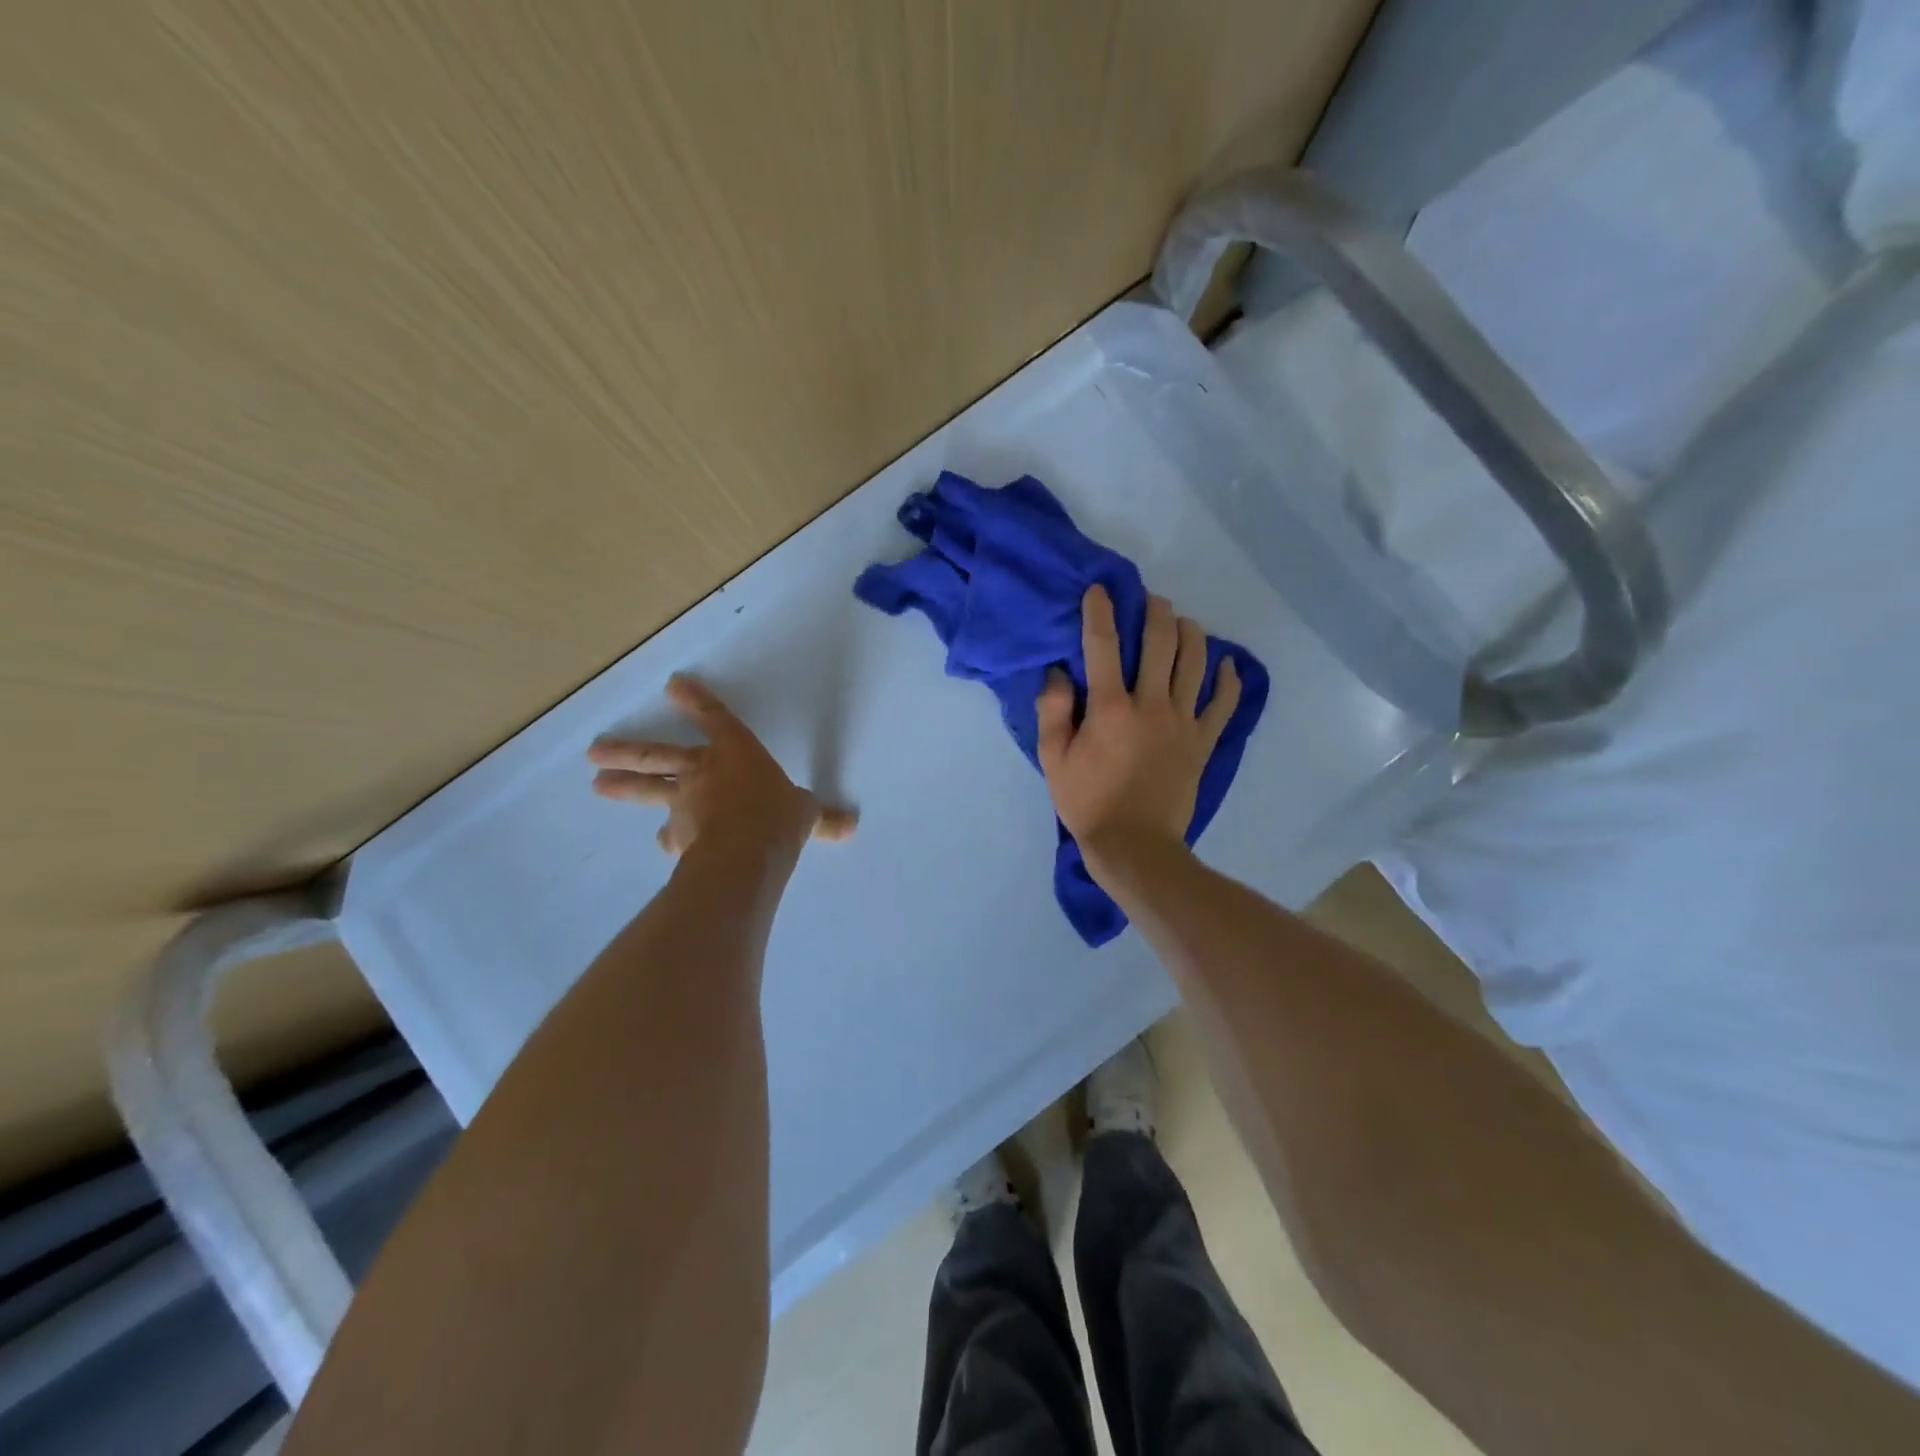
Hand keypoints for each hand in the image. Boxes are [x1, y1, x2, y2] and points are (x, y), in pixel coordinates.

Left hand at [587, 676, 856, 859]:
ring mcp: (686, 804)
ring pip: (650, 791)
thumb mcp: (807, 814)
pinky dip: (670, 838)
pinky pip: (672, 834)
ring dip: (624, 787)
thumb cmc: (778, 817)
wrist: (747, 852)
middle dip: (628, 751)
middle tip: (594, 751)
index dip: (696, 702)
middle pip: (659, 756)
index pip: (716, 720)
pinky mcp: (679, 835)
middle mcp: (704, 772)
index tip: (674, 686)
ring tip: (598, 785)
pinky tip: (664, 843)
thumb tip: (851, 824)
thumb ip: (820, 817)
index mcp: (737, 754)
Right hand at [1036, 586, 1240, 874]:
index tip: (1100, 590)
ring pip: (1196, 661)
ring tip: (1183, 624)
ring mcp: (1183, 721)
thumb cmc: (1088, 803)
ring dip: (1191, 634)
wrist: (1134, 845)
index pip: (1104, 645)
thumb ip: (1053, 712)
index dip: (1100, 611)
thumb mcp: (1053, 760)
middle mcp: (1152, 704)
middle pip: (1161, 641)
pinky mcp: (1204, 741)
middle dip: (1156, 611)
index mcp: (1110, 707)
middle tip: (1151, 600)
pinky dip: (1228, 679)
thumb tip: (1059, 674)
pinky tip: (1226, 664)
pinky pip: (1224, 703)